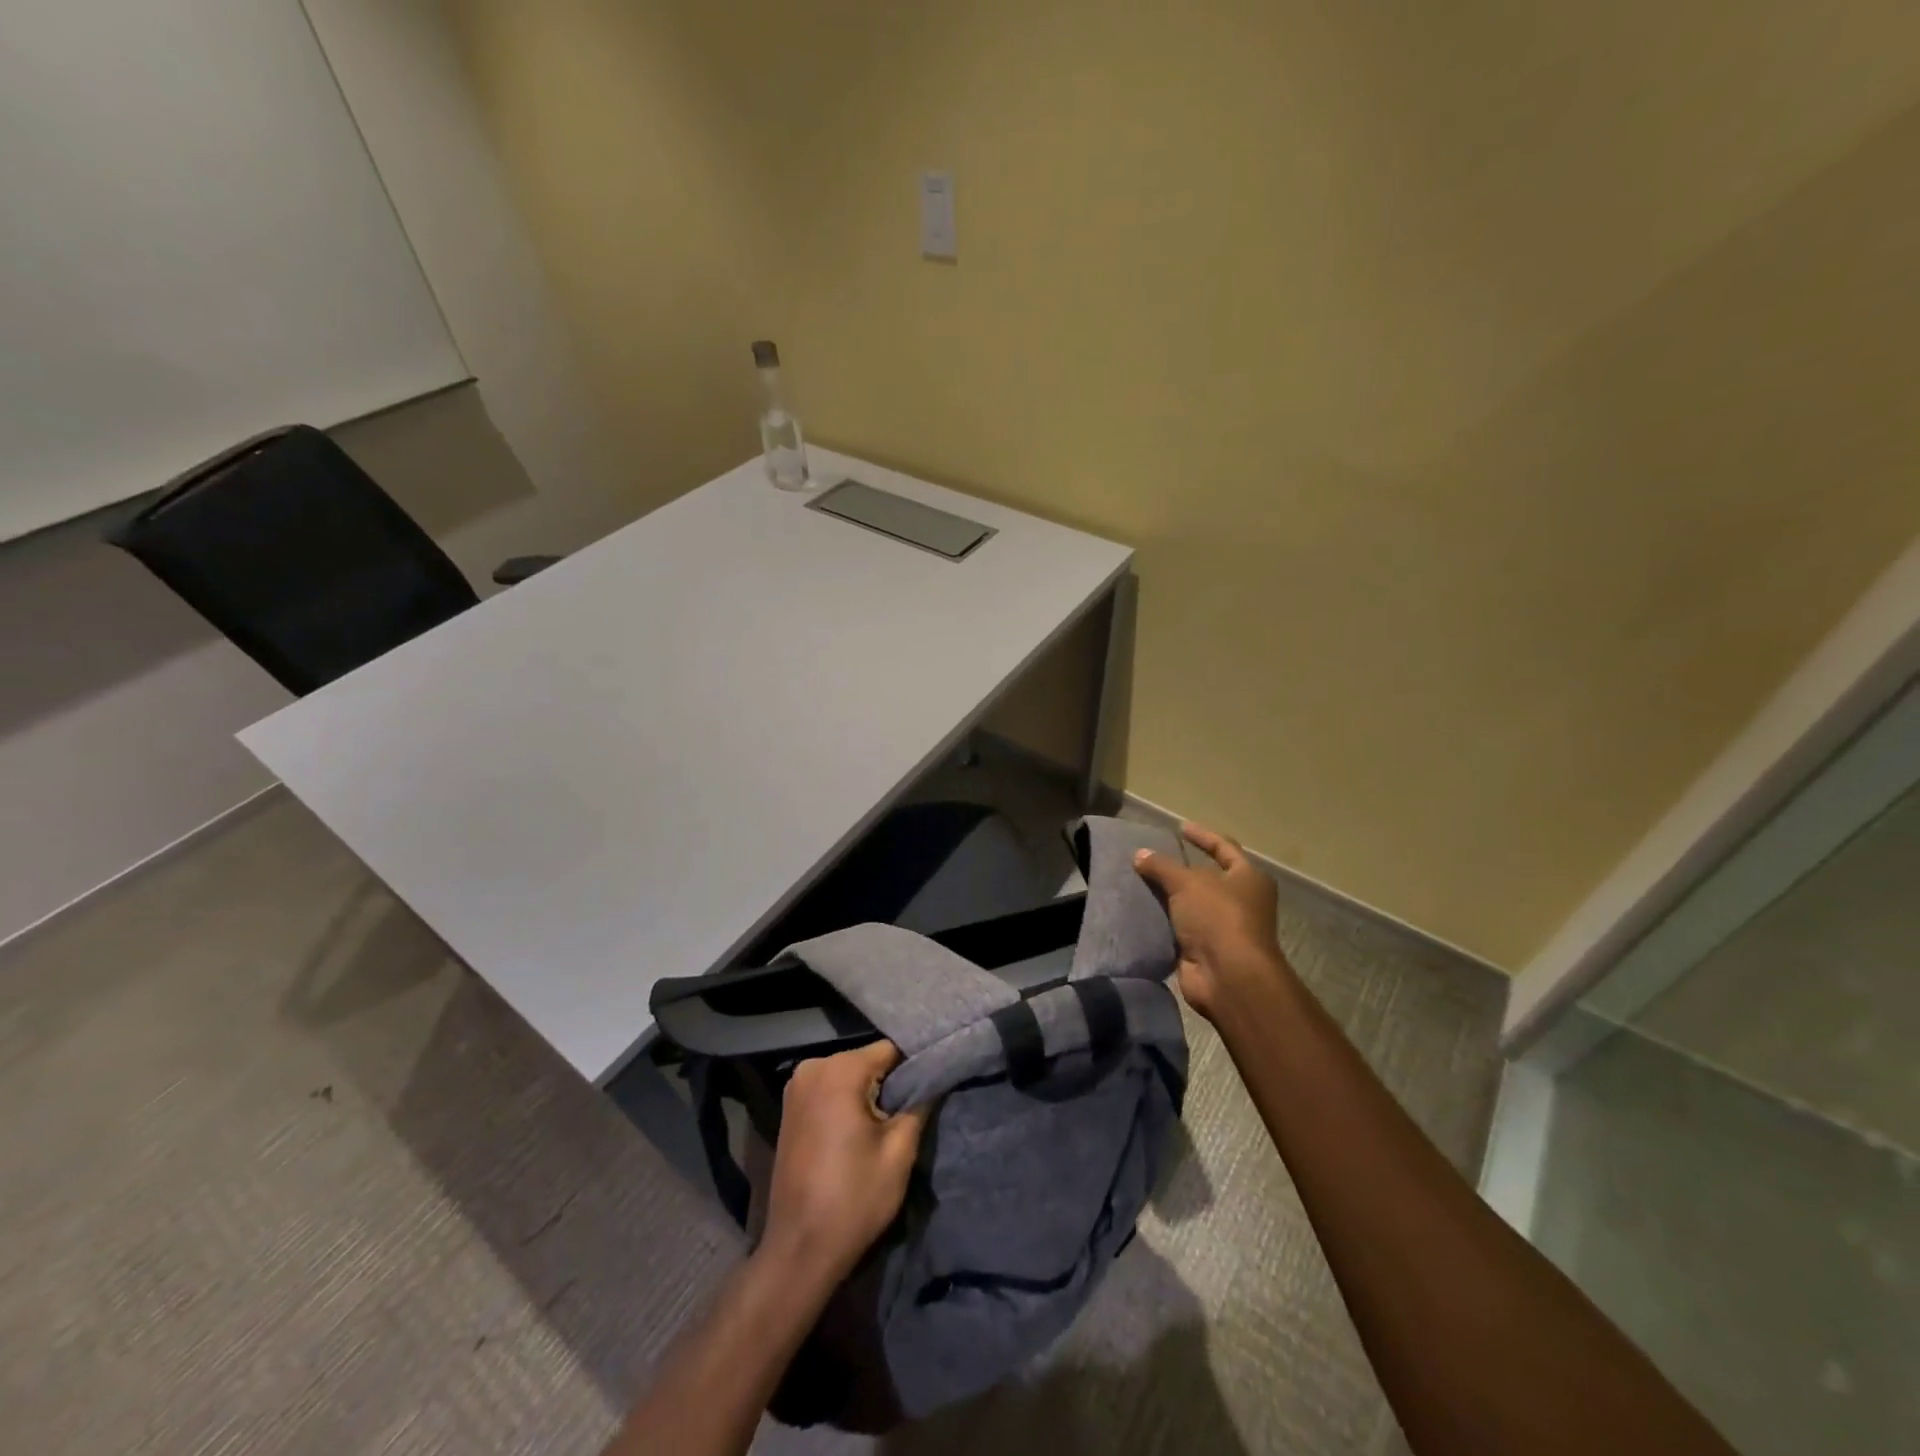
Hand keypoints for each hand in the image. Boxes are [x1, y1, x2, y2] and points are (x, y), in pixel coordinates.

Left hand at [761, 1040, 929, 1284]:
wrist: (799, 1250)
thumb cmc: (854, 1199)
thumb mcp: (899, 1152)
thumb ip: (919, 1104)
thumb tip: (934, 1077)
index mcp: (839, 1070)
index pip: (890, 1050)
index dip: (914, 1068)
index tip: (931, 1089)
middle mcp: (813, 1067)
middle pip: (867, 1061)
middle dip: (890, 1082)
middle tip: (910, 1113)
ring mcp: (796, 1087)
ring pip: (849, 1075)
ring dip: (868, 1094)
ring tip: (886, 1125)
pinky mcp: (790, 1108)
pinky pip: (830, 1090)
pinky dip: (847, 1103)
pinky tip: (859, 1131)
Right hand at [1134, 822, 1287, 1021]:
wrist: (1228, 976)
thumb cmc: (1218, 917)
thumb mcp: (1187, 882)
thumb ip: (1161, 866)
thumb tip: (1139, 854)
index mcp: (1248, 878)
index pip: (1224, 847)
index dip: (1202, 835)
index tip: (1180, 827)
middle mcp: (1241, 901)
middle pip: (1206, 877)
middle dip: (1179, 869)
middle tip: (1150, 857)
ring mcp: (1223, 927)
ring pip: (1190, 904)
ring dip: (1168, 896)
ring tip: (1137, 881)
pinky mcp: (1204, 950)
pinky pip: (1179, 928)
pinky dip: (1162, 921)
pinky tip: (1139, 911)